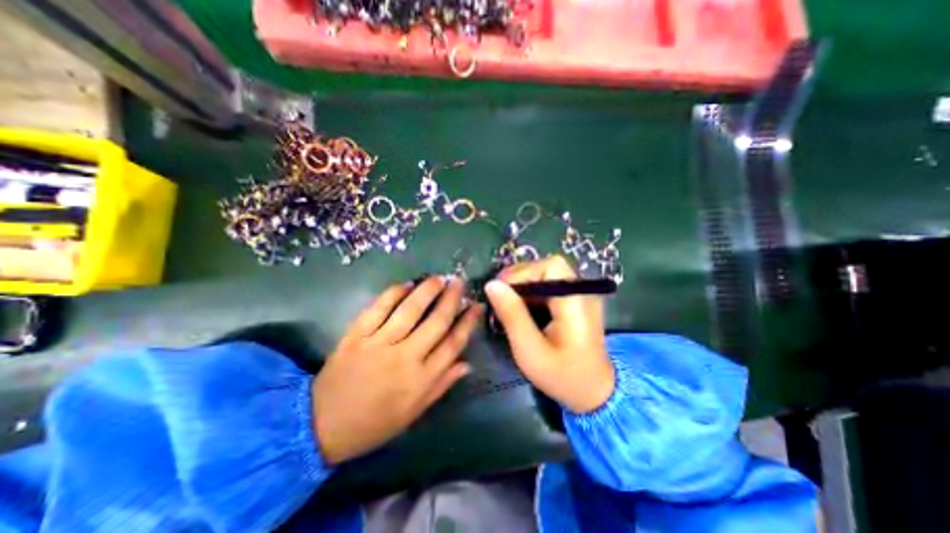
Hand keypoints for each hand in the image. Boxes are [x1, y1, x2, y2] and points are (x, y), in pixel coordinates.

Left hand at [315, 276, 483, 464]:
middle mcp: (404, 358)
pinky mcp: (356, 335)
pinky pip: (378, 308)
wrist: (322, 426)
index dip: (467, 322)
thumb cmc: (374, 422)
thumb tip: (467, 363)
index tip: (475, 305)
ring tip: (438, 278)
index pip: (453, 344)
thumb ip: (442, 385)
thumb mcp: (414, 412)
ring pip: (410, 310)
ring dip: (427, 291)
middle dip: (451, 299)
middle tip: (459, 282)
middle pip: (436, 322)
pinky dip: (394, 293)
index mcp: (421, 379)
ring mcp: (379, 344)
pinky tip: (406, 284)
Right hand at [485, 256, 611, 414]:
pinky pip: (550, 286)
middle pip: (548, 267)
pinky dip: (532, 292)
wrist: (594, 393)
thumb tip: (492, 285)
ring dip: (524, 284)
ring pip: (547, 275)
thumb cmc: (562, 376)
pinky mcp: (575, 302)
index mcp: (576, 302)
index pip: (550, 267)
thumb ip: (512, 315)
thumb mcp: (530, 350)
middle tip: (499, 295)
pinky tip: (521, 307)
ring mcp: (580, 296)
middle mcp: (582, 292)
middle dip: (520, 277)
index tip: (500, 290)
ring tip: (506, 301)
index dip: (523, 272)